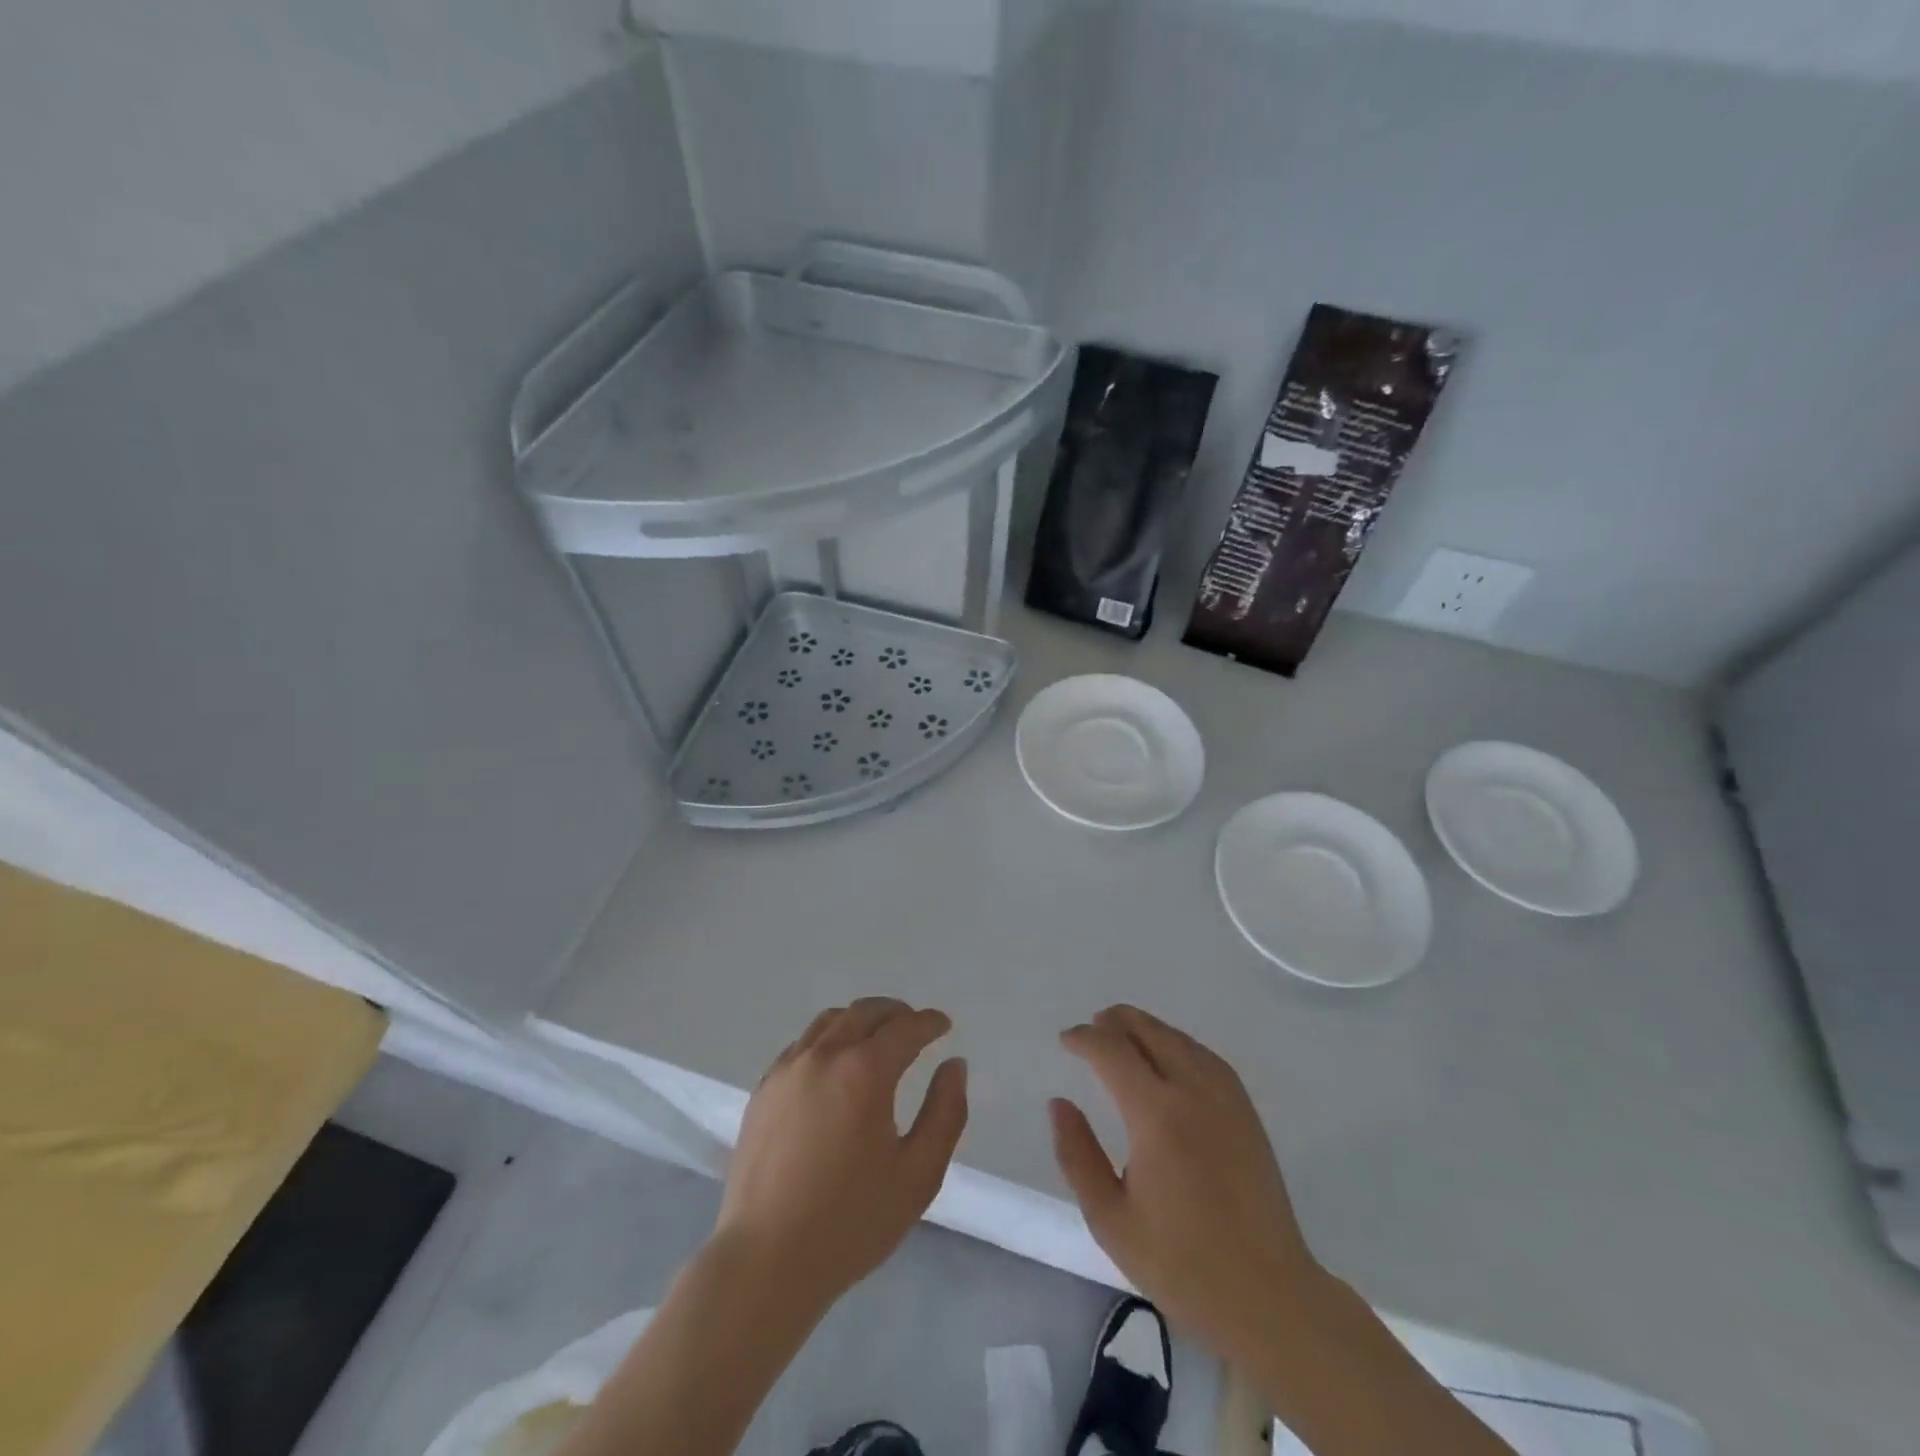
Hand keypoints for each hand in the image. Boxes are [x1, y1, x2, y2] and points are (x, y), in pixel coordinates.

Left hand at [714, 997, 967, 1308]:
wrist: (765, 1261)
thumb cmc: (851, 1222)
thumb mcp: (918, 1175)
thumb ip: (945, 1113)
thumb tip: (954, 1065)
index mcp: (864, 1071)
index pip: (905, 1028)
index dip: (929, 1023)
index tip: (944, 1026)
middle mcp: (824, 1056)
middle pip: (865, 1012)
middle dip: (896, 1013)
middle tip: (914, 1026)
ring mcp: (788, 1069)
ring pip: (830, 1021)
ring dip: (860, 1020)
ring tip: (876, 1038)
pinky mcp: (763, 1089)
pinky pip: (802, 1045)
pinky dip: (827, 1039)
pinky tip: (834, 1065)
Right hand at [1050, 1005, 1326, 1364]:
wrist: (1268, 1296)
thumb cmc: (1181, 1264)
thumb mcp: (1110, 1219)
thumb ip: (1077, 1155)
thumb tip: (1059, 1104)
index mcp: (1156, 1116)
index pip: (1113, 1052)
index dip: (1085, 1039)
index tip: (1066, 1040)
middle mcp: (1193, 1092)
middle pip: (1150, 1033)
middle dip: (1117, 1022)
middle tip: (1092, 1026)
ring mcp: (1226, 1099)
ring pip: (1180, 1040)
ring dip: (1148, 1028)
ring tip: (1124, 1031)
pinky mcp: (1246, 1112)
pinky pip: (1207, 1057)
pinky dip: (1179, 1042)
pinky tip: (1170, 1054)